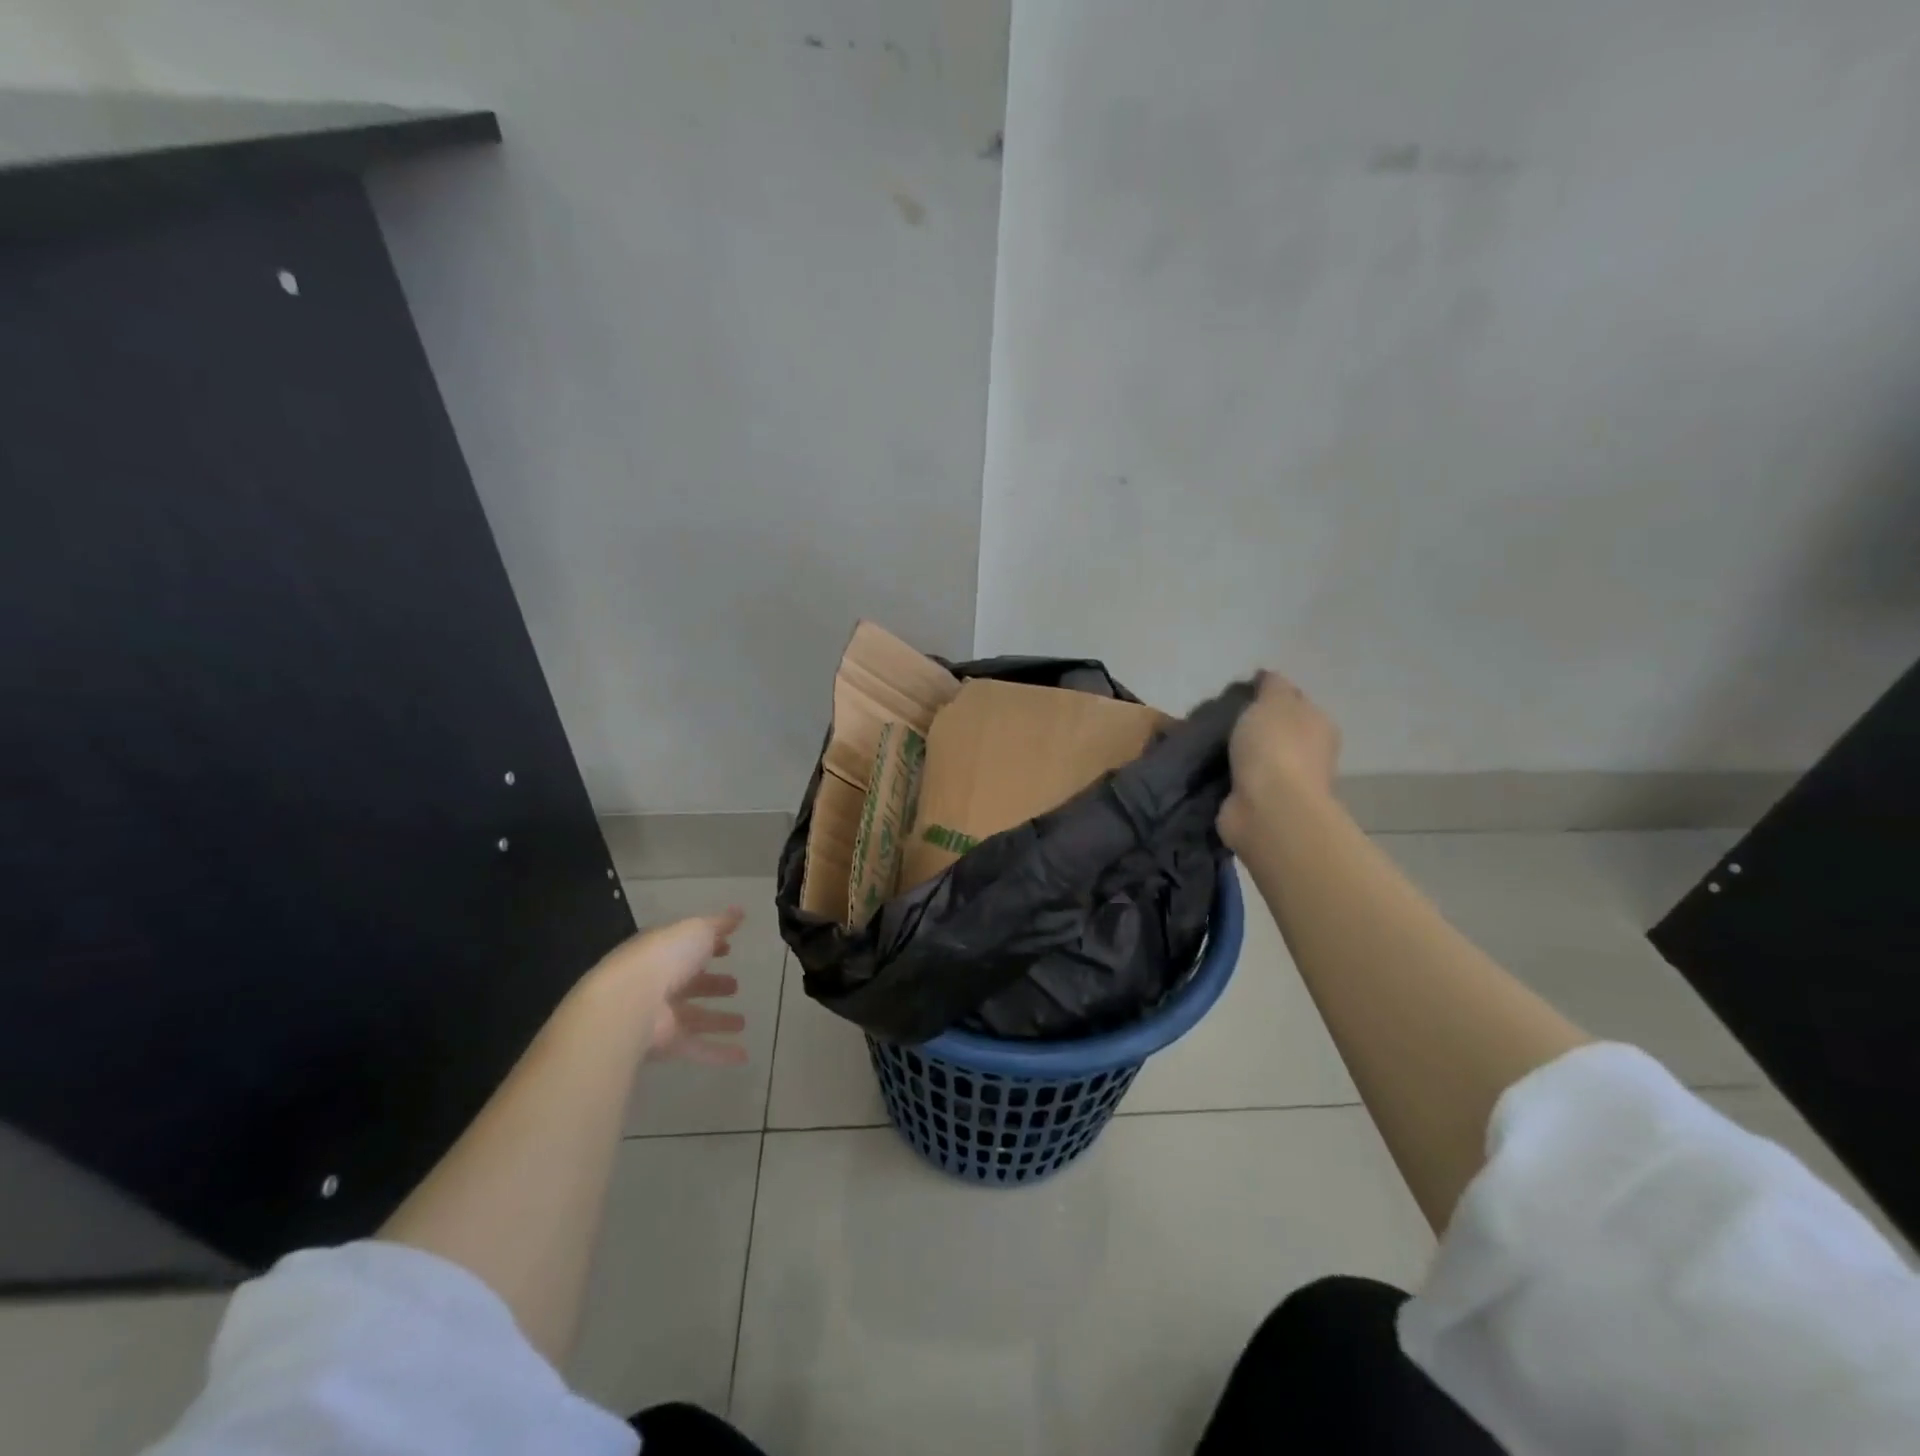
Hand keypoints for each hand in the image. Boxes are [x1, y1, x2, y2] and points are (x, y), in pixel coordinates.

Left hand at [592, 909, 748, 1064]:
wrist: (628, 1003)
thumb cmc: (664, 958)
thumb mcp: (697, 930)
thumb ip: (720, 923)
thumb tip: (740, 911)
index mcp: (664, 952)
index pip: (687, 948)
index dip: (709, 947)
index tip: (729, 949)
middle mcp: (660, 983)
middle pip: (690, 984)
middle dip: (712, 984)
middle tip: (735, 986)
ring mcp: (661, 1016)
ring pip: (694, 1017)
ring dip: (717, 1020)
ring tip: (742, 1022)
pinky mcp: (665, 1044)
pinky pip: (696, 1048)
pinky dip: (718, 1053)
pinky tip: (742, 1056)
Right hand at [1218, 671, 1340, 852]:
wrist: (1268, 809)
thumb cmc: (1275, 748)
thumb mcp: (1274, 702)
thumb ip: (1271, 686)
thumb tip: (1267, 677)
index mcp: (1317, 724)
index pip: (1293, 701)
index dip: (1266, 695)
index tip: (1235, 694)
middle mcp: (1307, 753)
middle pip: (1273, 731)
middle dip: (1247, 726)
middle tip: (1213, 719)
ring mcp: (1284, 782)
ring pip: (1254, 757)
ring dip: (1233, 753)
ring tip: (1201, 743)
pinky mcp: (1259, 805)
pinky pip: (1238, 781)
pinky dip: (1224, 776)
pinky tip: (1203, 769)